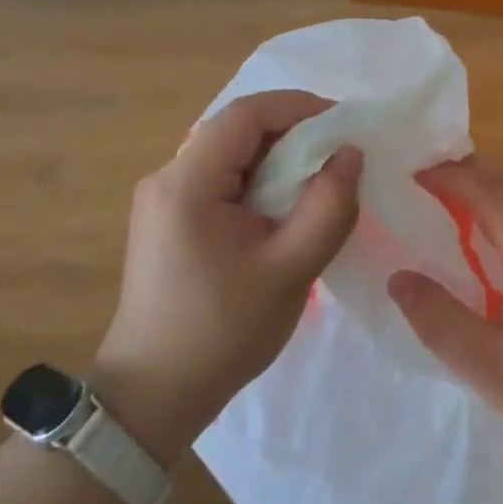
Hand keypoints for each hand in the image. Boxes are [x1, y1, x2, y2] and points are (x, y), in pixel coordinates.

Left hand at [92, 91, 362, 464]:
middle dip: (292, 132)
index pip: (246, 114)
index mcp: (187, 182)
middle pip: (236, 129)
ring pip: (229, 153)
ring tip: (319, 180)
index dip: (298, 106)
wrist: (152, 397)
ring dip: (276, 157)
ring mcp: (162, 197)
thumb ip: (327, 207)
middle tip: (339, 154)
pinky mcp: (167, 218)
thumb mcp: (288, 271)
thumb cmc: (221, 333)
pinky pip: (219, 179)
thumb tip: (350, 154)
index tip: (343, 122)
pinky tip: (283, 207)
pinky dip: (257, 180)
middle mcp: (167, 176)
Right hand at [388, 157, 502, 477]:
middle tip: (424, 182)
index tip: (408, 174)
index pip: (487, 190)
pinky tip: (501, 236)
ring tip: (455, 200)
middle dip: (467, 170)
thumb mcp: (494, 372)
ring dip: (493, 183)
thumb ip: (441, 322)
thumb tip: (397, 277)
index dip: (446, 175)